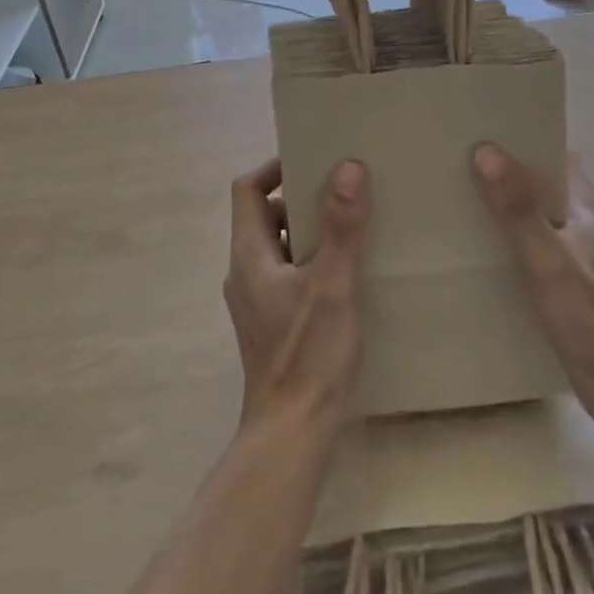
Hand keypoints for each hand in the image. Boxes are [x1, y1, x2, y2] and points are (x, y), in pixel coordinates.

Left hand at [223, 159, 369, 432]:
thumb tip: (348, 166)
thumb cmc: (308, 354)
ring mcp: (254, 298)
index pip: (247, 189)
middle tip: (341, 189)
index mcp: (249, 253)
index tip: (312, 159)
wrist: (291, 434)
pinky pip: (285, 271)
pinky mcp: (269, 320)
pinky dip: (309, 258)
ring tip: (349, 225)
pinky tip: (345, 272)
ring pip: (277, 244)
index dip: (274, 167)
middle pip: (264, 214)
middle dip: (300, 197)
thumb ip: (341, 226)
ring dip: (307, 229)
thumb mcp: (332, 284)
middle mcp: (244, 270)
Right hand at [471, 146, 593, 420]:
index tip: (484, 130)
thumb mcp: (548, 259)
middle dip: (506, 172)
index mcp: (586, 208)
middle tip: (459, 163)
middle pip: (543, 184)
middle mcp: (584, 225)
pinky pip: (534, 249)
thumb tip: (484, 149)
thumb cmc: (592, 318)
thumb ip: (518, 207)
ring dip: (506, 208)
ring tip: (459, 200)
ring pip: (537, 218)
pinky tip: (481, 252)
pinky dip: (510, 242)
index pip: (556, 155)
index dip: (525, 139)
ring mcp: (578, 258)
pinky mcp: (569, 288)